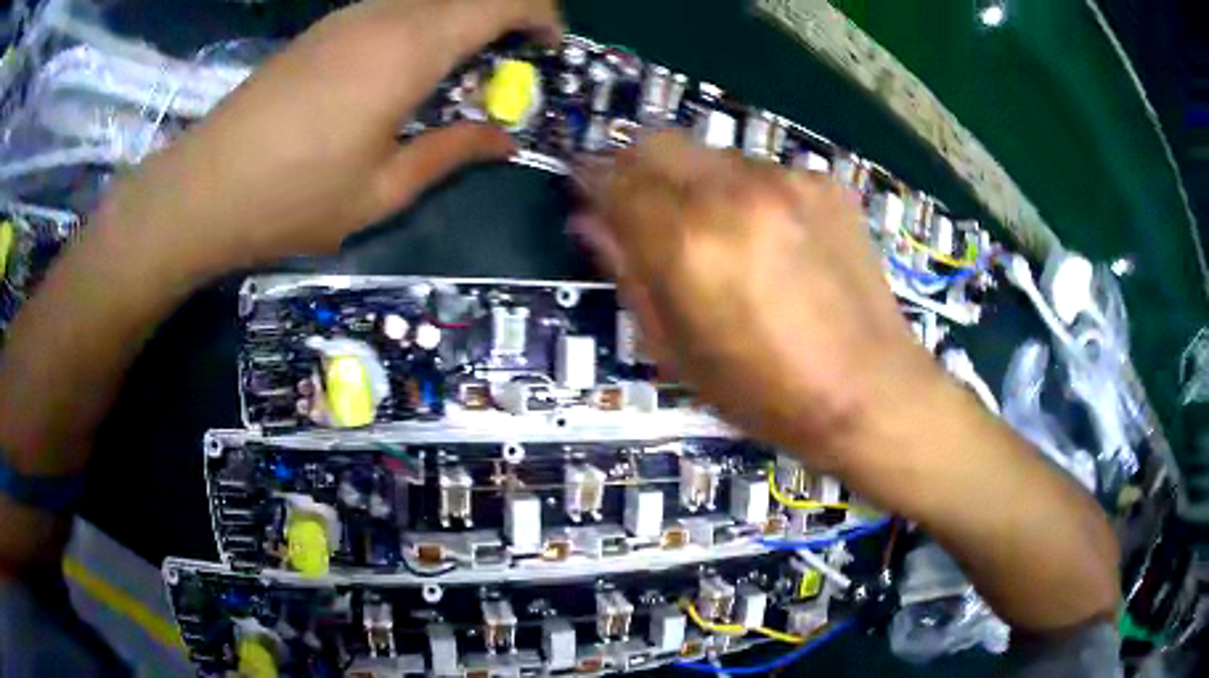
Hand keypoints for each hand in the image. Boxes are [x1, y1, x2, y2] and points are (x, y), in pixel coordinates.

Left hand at [102, 0, 561, 272]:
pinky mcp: (324, 28)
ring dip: (461, 22)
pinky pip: (394, 8)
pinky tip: (404, 70)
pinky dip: (423, 25)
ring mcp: (349, 16)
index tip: (550, 48)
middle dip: (505, 17)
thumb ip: (450, 153)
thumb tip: (503, 140)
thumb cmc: (292, 199)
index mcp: (410, 49)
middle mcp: (385, 15)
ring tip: (456, 74)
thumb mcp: (382, 191)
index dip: (541, 14)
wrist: (202, 190)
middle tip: (505, 68)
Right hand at [575, 132, 943, 468]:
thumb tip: (589, 222)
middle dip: (634, 165)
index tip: (585, 190)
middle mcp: (736, 192)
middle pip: (657, 141)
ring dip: (693, 180)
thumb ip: (627, 274)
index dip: (590, 180)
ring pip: (710, 153)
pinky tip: (768, 236)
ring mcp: (787, 180)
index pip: (615, 179)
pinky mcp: (824, 183)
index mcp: (690, 243)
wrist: (870, 389)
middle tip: (637, 203)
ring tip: (713, 229)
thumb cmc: (766, 391)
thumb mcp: (677, 351)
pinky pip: (761, 170)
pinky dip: (745, 192)